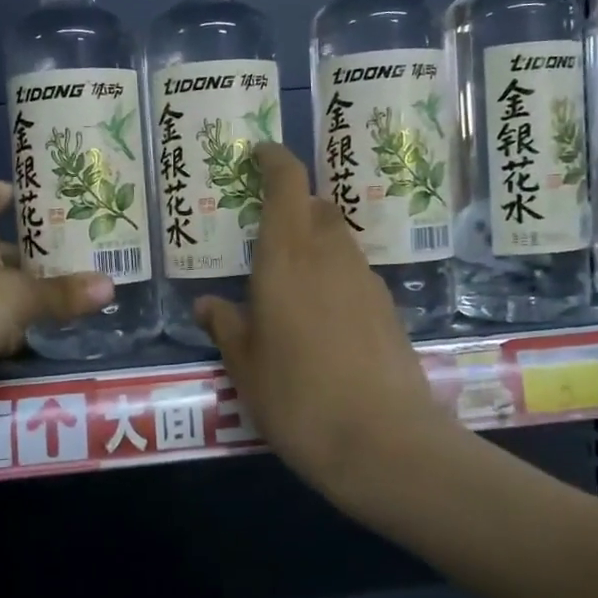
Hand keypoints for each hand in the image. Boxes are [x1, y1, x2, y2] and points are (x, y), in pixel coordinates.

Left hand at [0, 181, 111, 416]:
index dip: (23, 195)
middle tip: (85, 260)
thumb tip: (110, 286)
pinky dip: (2, 329)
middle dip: (38, 256)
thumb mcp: (16, 298)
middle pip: (0, 245)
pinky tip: (33, 340)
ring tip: (72, 301)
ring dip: (22, 297)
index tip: (59, 203)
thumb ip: (62, 294)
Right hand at [195, 144, 449, 491]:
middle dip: (293, 206)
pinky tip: (322, 316)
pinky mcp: (389, 309)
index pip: (288, 182)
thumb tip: (207, 304)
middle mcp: (331, 255)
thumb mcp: (246, 367)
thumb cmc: (298, 398)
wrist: (383, 442)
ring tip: (290, 279)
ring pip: (339, 239)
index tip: (258, 154)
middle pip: (316, 207)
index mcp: (288, 257)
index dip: (275, 160)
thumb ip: (226, 327)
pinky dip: (335, 275)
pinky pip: (355, 272)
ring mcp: (366, 280)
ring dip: (315, 241)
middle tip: (264, 231)